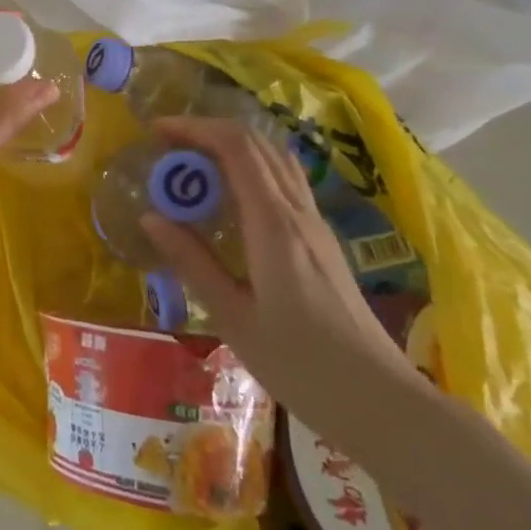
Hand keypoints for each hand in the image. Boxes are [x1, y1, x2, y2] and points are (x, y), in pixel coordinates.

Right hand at [138, 117, 419, 449]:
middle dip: (208, 131)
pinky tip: (228, 198)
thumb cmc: (301, 365)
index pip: (236, 147)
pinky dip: (249, 169)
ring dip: (231, 147)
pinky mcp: (321, 240)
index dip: (194, 128)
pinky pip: (283, 182)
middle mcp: (297, 212)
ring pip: (274, 159)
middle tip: (167, 146)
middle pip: (256, 143)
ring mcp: (314, 224)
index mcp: (273, 224)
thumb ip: (191, 262)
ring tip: (192, 164)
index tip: (156, 131)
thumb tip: (149, 217)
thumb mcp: (233, 318)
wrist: (381, 401)